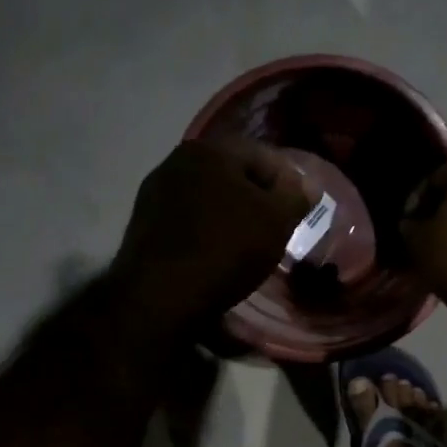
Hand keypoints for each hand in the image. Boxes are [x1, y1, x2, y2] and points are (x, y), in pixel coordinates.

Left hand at [111, 139, 311, 334]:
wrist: (160, 297)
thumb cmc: (226, 249)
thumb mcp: (276, 221)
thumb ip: (295, 197)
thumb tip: (304, 185)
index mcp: (209, 149)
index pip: (262, 155)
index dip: (288, 182)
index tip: (299, 212)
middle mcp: (176, 162)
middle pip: (231, 175)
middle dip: (256, 198)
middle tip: (276, 228)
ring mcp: (154, 194)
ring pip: (207, 199)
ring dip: (229, 216)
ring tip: (247, 246)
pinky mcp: (142, 226)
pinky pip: (187, 221)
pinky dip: (206, 232)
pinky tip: (215, 256)